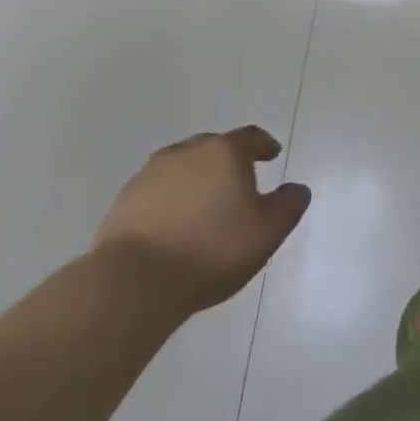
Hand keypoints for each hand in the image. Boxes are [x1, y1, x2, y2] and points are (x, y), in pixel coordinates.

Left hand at [92, 128, 309, 317]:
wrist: (132, 283)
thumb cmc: (211, 250)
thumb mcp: (267, 232)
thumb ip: (289, 205)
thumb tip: (297, 189)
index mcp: (225, 152)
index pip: (251, 137)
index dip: (264, 145)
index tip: (271, 155)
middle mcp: (188, 152)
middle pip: (213, 147)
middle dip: (227, 161)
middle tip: (236, 183)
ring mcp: (150, 174)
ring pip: (181, 167)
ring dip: (194, 179)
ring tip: (201, 205)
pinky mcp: (123, 201)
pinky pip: (155, 192)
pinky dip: (168, 200)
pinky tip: (171, 225)